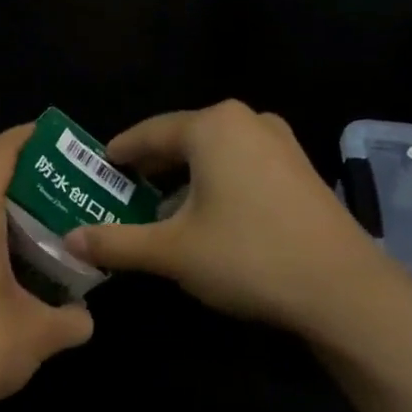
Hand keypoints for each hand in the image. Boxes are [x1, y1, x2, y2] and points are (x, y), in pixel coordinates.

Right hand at [64, 100, 399, 344]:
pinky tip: (205, 216)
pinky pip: (240, 165)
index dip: (117, 154)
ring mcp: (279, 143)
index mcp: (212, 126)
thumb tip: (69, 239)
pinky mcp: (299, 169)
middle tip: (119, 194)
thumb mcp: (171, 251)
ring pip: (212, 154)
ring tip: (157, 209)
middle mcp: (247, 121)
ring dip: (181, 178)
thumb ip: (115, 241)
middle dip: (148, 169)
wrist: (343, 290)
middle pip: (181, 140)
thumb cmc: (247, 256)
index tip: (94, 171)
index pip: (147, 134)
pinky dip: (213, 183)